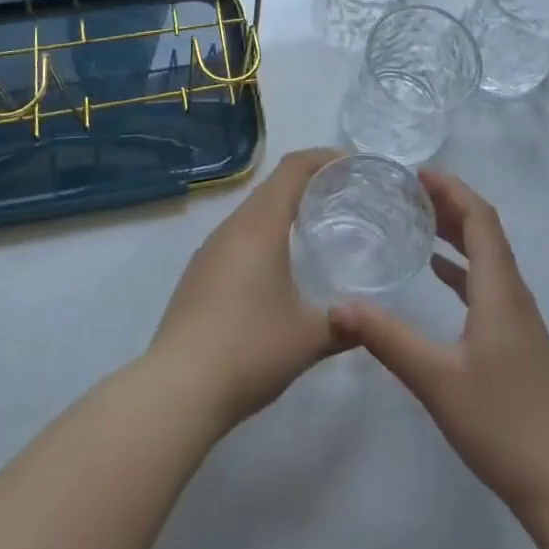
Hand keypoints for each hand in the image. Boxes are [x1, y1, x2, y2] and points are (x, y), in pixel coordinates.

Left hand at [148, 147, 349, 430]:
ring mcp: (210, 250)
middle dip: (308, 182)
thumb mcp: (309, 338)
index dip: (323, 158)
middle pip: (272, 186)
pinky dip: (264, 235)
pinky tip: (278, 267)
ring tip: (315, 227)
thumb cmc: (249, 349)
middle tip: (343, 196)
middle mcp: (232, 227)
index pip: (293, 169)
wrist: (177, 390)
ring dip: (283, 210)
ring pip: (253, 212)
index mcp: (260, 226)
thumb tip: (371, 321)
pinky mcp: (198, 274)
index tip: (352, 164)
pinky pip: (238, 237)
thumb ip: (346, 324)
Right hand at [330, 168, 548, 512]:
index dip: (452, 189)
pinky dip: (461, 264)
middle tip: (406, 190)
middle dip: (449, 203)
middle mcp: (512, 292)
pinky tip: (436, 271)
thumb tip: (338, 305)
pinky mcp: (514, 337)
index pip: (480, 219)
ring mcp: (516, 316)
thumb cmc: (503, 424)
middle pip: (484, 230)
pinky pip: (486, 281)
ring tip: (416, 217)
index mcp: (499, 289)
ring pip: (486, 254)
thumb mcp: (437, 381)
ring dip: (455, 230)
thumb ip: (388, 339)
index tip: (416, 173)